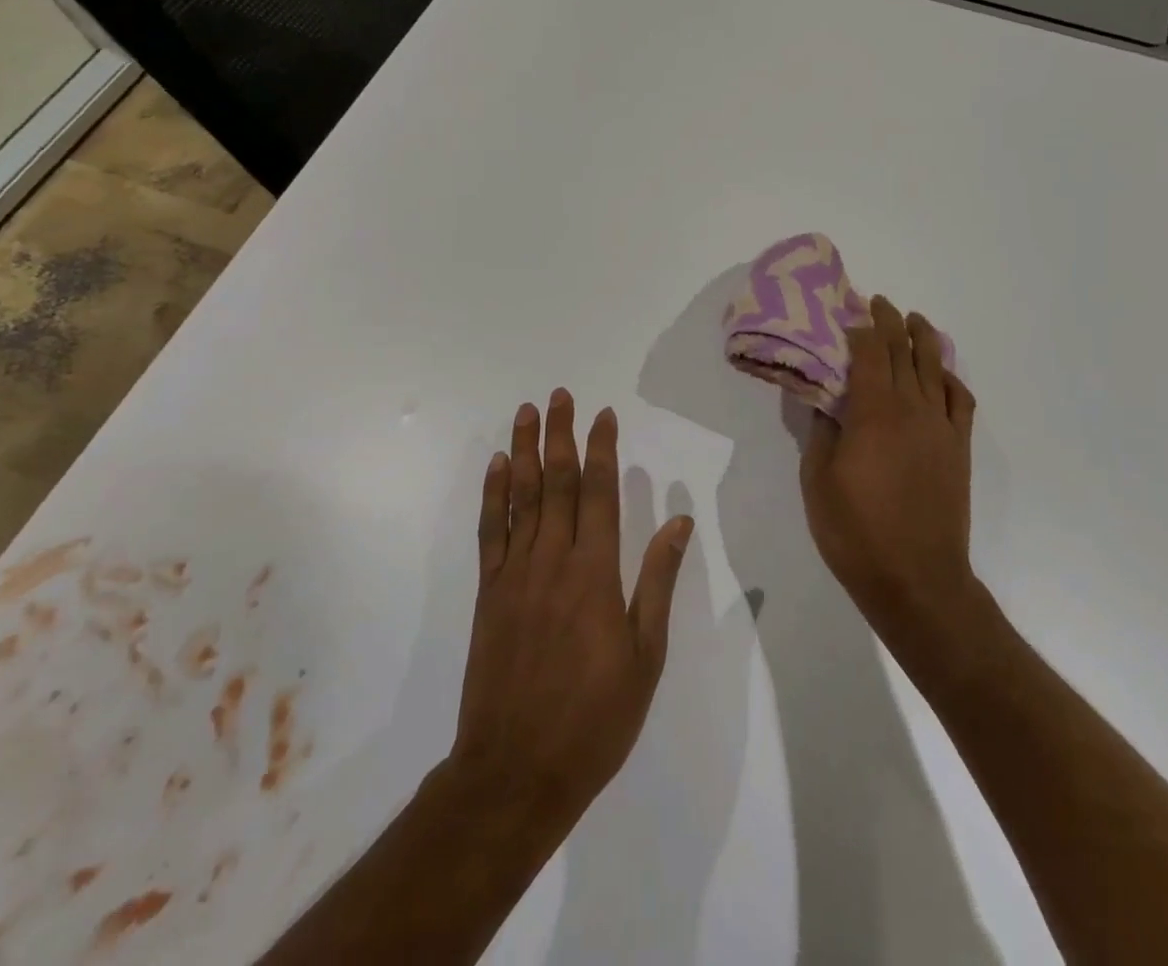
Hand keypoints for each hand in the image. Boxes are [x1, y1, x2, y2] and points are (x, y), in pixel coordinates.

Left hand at [449, 391, 692, 833]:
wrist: (516, 771)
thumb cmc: (595, 718)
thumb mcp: (645, 655)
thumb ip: (658, 582)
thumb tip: (679, 521)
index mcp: (596, 573)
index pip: (600, 493)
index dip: (603, 449)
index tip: (605, 415)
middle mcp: (553, 560)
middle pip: (559, 482)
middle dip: (561, 434)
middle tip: (560, 395)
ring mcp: (515, 574)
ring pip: (522, 497)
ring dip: (526, 450)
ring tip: (527, 412)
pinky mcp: (489, 593)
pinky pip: (491, 532)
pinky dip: (494, 494)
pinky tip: (498, 467)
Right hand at [800, 297, 977, 646]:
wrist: (916, 579)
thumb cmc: (855, 532)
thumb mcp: (817, 480)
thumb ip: (821, 432)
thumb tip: (825, 400)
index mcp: (874, 412)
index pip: (870, 352)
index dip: (859, 326)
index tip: (848, 310)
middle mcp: (912, 408)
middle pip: (904, 350)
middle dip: (889, 321)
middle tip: (876, 303)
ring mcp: (941, 427)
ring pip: (935, 367)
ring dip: (924, 338)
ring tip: (913, 320)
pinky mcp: (959, 448)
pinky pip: (961, 400)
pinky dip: (951, 378)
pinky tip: (942, 373)